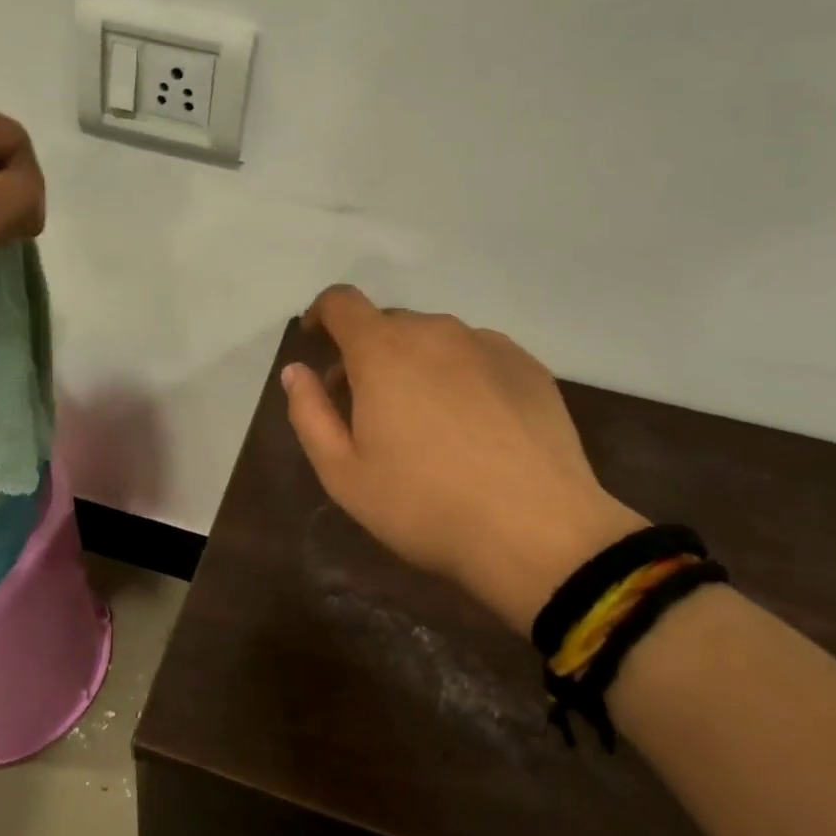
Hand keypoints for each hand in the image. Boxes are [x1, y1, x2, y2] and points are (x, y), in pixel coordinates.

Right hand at [282, 285, 647, 631]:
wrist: (538, 533)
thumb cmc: (425, 505)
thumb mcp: (344, 473)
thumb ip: (309, 413)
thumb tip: (296, 371)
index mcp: (382, 350)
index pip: (341, 302)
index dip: (322, 314)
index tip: (317, 341)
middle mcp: (434, 331)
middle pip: (388, 323)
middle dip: (367, 353)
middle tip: (367, 405)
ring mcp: (487, 345)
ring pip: (434, 339)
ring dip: (415, 363)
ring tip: (425, 419)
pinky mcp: (527, 365)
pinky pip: (477, 354)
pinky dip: (459, 373)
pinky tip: (473, 424)